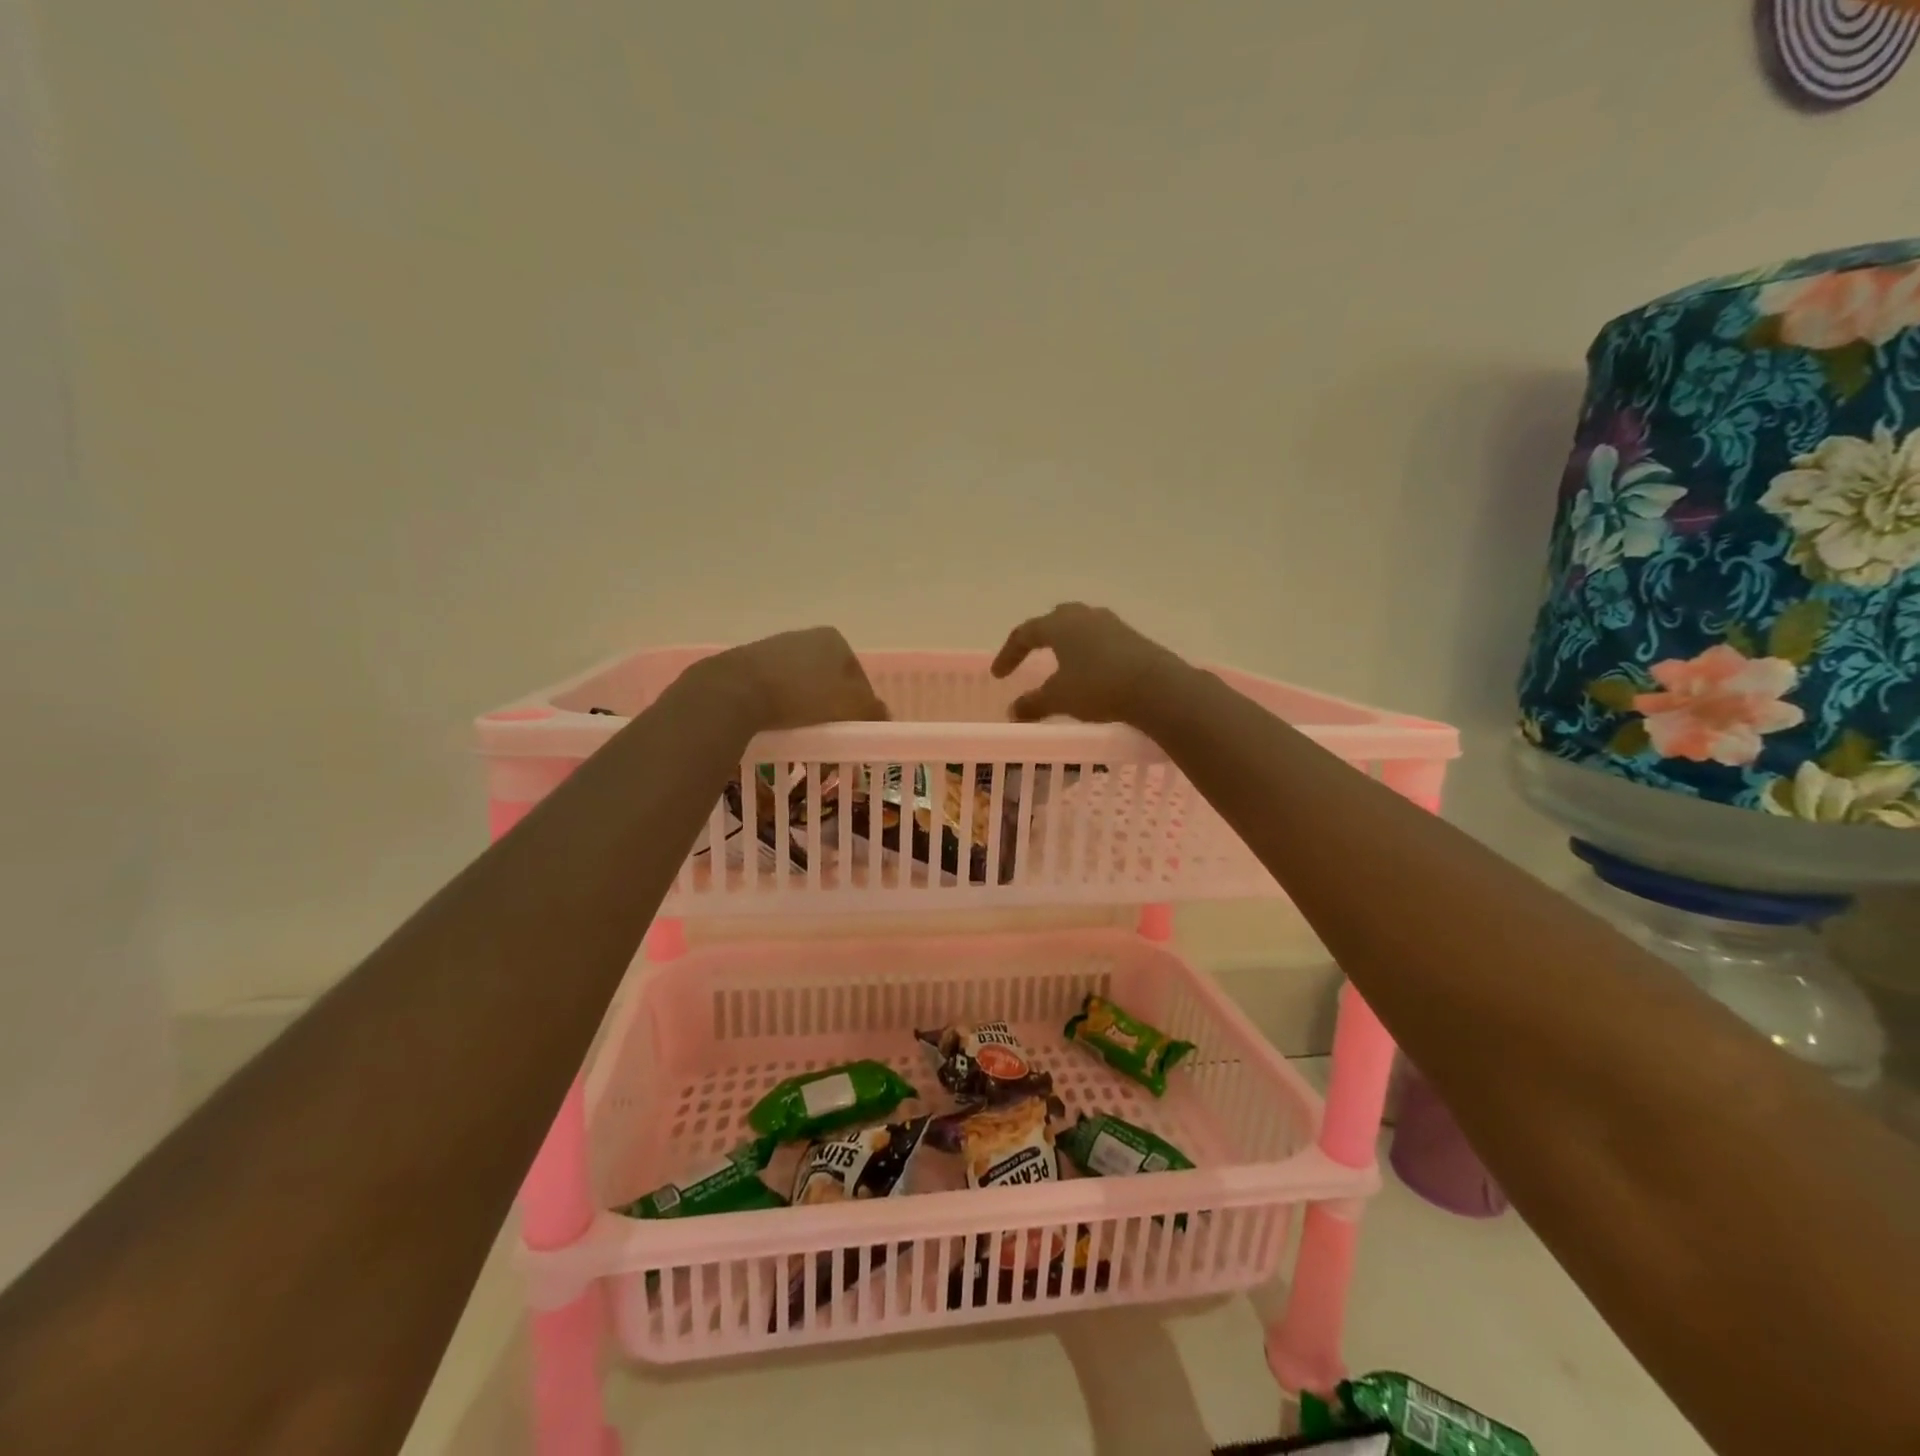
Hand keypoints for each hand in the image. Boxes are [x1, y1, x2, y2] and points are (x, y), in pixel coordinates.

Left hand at [698, 627, 889, 730]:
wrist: (736, 691)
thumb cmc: (802, 695)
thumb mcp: (849, 706)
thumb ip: (871, 710)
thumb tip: (886, 715)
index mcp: (834, 640)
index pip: (858, 677)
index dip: (861, 707)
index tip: (855, 730)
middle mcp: (805, 637)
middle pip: (830, 680)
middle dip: (833, 706)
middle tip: (832, 734)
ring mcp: (774, 648)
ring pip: (802, 685)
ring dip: (807, 707)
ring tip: (805, 733)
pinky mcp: (748, 665)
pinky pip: (776, 690)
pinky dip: (782, 706)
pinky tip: (779, 724)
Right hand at [990, 603, 1189, 723]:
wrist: (1157, 687)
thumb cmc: (1098, 687)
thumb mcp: (1059, 699)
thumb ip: (1033, 703)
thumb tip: (1013, 711)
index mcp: (1059, 624)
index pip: (1024, 633)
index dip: (1008, 653)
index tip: (998, 675)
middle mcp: (1084, 616)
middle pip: (1054, 620)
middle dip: (1039, 638)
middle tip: (1029, 656)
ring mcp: (1112, 624)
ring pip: (1080, 627)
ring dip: (1066, 644)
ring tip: (1060, 664)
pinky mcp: (1132, 638)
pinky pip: (1100, 640)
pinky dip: (1087, 652)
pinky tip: (1090, 672)